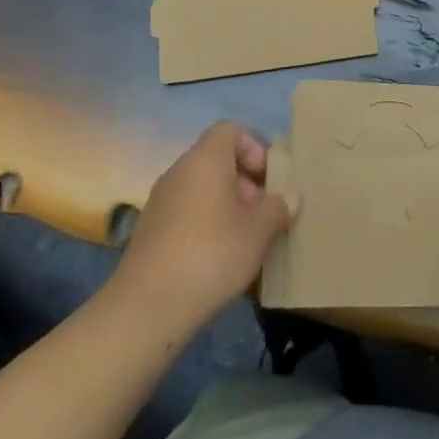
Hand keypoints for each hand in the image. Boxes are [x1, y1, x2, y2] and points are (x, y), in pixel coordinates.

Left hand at [114, 123, 293, 333]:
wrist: (147, 308)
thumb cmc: (211, 255)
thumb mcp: (258, 232)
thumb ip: (278, 208)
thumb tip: (291, 196)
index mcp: (205, 159)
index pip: (230, 130)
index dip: (254, 148)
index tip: (268, 180)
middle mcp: (179, 171)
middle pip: (216, 160)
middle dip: (244, 182)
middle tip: (262, 213)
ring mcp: (159, 201)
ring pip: (200, 189)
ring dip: (225, 206)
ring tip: (244, 239)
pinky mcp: (148, 231)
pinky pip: (185, 213)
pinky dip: (204, 224)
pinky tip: (217, 259)